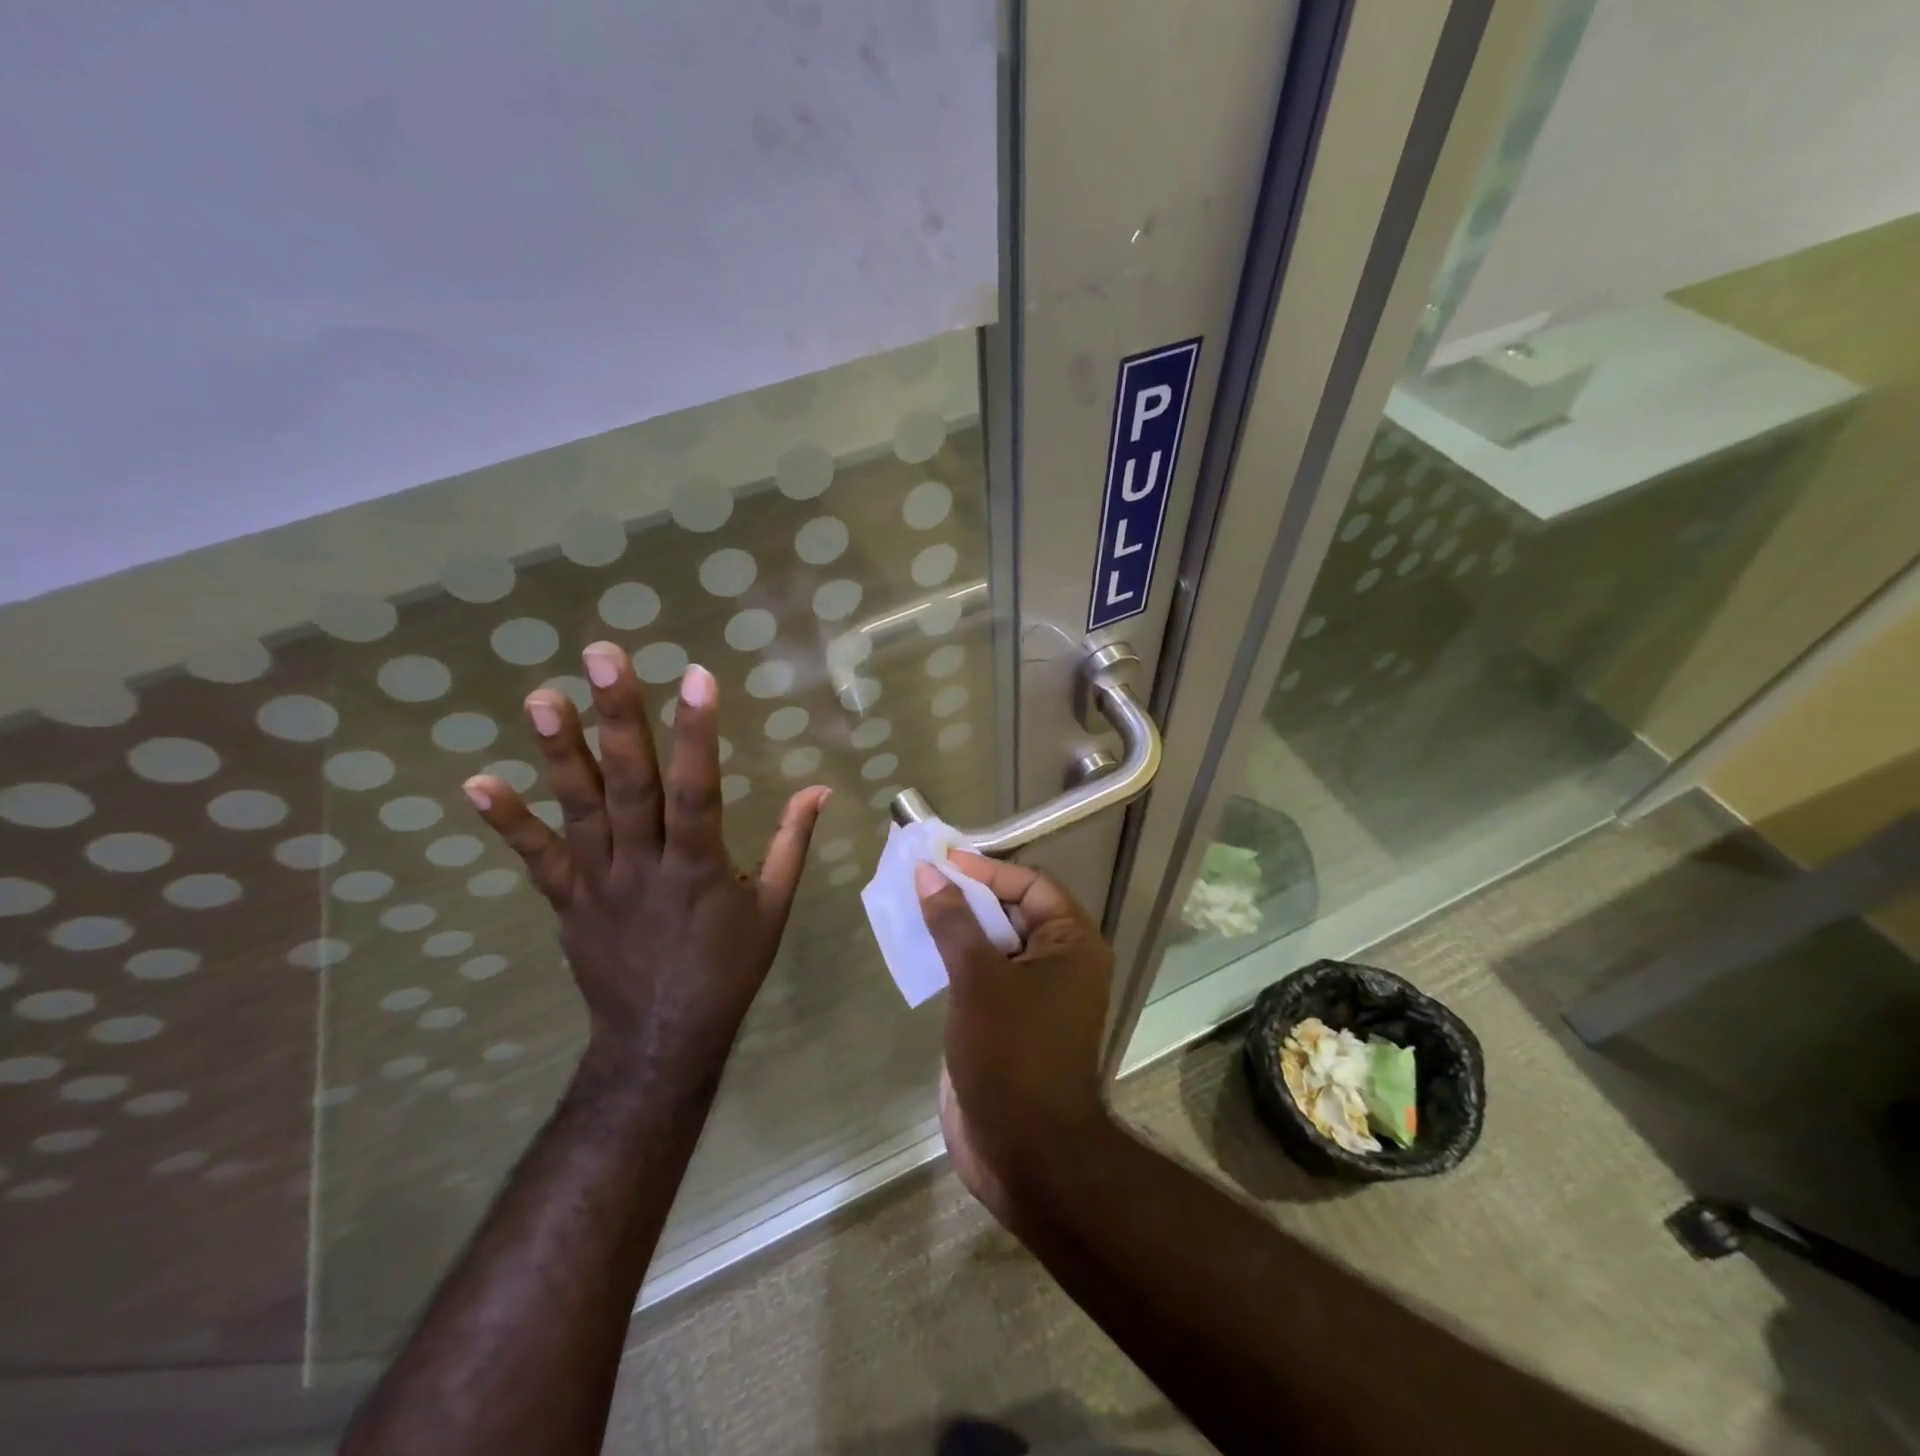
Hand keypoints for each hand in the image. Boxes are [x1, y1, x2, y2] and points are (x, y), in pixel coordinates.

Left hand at [461, 642, 829, 1077]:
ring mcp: (599, 883)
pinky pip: (537, 859)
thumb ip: (793, 841)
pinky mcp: (568, 901)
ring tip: (541, 696)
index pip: (698, 790)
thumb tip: (820, 788)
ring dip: (561, 753)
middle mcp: (645, 866)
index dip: (698, 734)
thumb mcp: (774, 907)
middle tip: (603, 657)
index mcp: (701, 868)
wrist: (663, 1038)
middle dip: (620, 719)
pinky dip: (508, 823)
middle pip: (631, 786)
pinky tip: (477, 782)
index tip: (698, 676)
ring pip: (580, 811)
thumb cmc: (728, 968)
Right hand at [915, 854, 1115, 1224]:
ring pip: (994, 945)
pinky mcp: (1011, 1023)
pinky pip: (983, 977)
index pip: (1030, 885)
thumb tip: (929, 874)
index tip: (941, 861)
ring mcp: (1036, 995)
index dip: (986, 870)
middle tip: (920, 879)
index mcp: (1072, 943)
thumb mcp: (978, 979)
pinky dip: (955, 961)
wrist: (1027, 1153)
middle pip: (1012, 912)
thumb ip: (954, 923)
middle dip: (967, 896)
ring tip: (912, 907)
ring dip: (957, 928)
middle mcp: (1061, 963)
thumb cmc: (1012, 1053)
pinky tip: (919, 952)